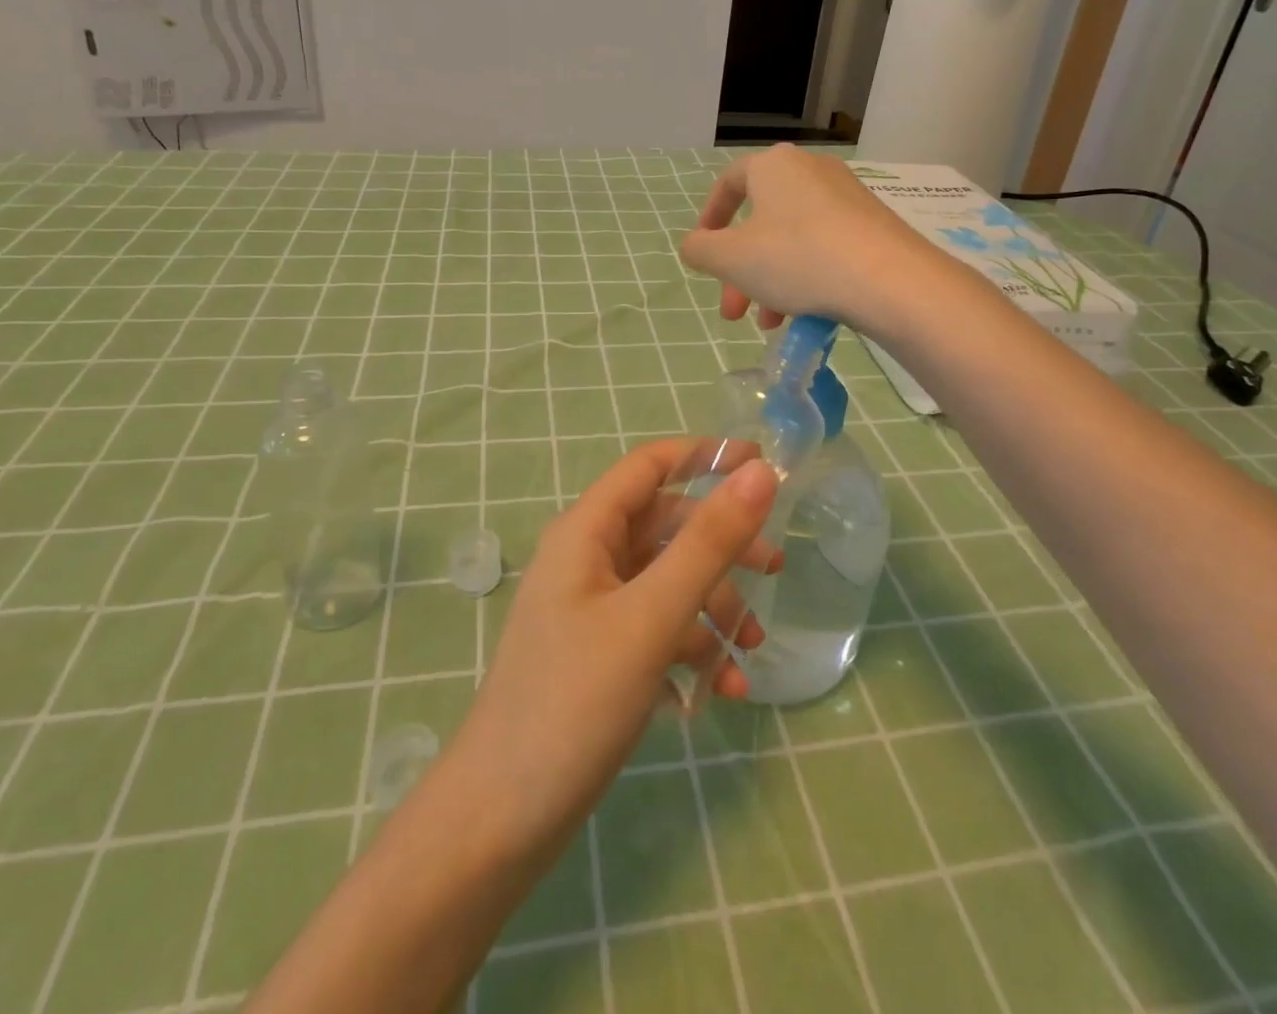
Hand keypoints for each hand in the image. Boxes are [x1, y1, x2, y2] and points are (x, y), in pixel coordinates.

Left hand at [447, 441, 780, 865]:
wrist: (501, 820)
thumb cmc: (573, 703)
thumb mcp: (651, 617)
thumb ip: (708, 543)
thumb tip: (760, 473)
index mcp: (586, 532)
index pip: (650, 466)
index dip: (705, 455)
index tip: (762, 465)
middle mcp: (588, 559)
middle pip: (667, 527)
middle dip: (721, 547)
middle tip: (775, 571)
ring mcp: (593, 608)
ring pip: (668, 581)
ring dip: (713, 608)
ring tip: (748, 654)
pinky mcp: (601, 654)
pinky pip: (658, 628)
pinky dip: (692, 648)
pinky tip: (720, 690)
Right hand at [680, 144, 933, 332]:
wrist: (890, 279)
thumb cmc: (797, 259)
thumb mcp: (731, 259)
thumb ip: (700, 250)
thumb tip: (695, 245)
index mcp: (773, 166)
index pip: (729, 183)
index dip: (710, 218)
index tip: (704, 252)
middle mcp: (810, 170)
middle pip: (760, 222)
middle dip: (740, 271)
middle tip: (733, 312)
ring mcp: (846, 196)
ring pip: (792, 240)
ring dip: (771, 282)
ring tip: (771, 324)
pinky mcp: (872, 224)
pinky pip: (824, 247)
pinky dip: (806, 277)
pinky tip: (806, 314)